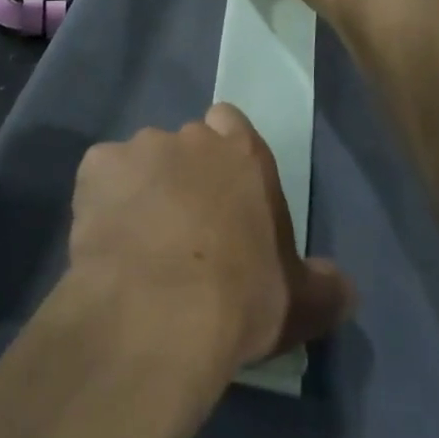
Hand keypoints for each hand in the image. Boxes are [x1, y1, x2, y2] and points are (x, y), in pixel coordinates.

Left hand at [69, 104, 354, 368]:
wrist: (159, 313)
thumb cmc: (240, 300)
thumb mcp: (300, 304)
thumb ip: (326, 286)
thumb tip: (343, 287)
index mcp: (243, 154)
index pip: (231, 123)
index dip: (224, 152)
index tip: (222, 192)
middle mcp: (191, 138)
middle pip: (184, 144)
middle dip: (182, 175)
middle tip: (181, 227)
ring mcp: (140, 148)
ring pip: (139, 160)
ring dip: (141, 188)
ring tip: (138, 240)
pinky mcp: (96, 167)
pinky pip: (100, 177)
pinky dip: (102, 200)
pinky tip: (106, 239)